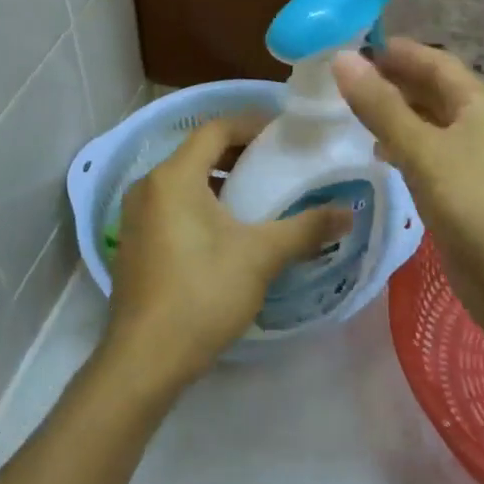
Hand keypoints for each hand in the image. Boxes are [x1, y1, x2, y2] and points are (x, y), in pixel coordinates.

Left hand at [101, 116, 351, 392]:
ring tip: (259, 195)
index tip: (285, 134)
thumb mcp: (260, 257)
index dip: (251, 124)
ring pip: (183, 180)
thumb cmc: (202, 294)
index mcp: (174, 176)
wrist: (145, 359)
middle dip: (239, 152)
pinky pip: (171, 204)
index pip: (215, 128)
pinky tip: (227, 229)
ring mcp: (136, 215)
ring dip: (220, 180)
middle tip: (278, 163)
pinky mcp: (134, 241)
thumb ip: (306, 228)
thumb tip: (349, 212)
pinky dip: (200, 202)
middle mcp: (148, 185)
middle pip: (198, 152)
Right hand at [332, 39, 483, 355]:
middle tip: (343, 77)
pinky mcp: (466, 192)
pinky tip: (379, 154)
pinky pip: (430, 155)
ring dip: (395, 113)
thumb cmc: (475, 206)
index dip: (397, 50)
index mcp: (480, 104)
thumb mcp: (422, 151)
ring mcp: (475, 160)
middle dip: (392, 80)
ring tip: (352, 109)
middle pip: (433, 90)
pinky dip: (403, 146)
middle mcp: (481, 125)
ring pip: (429, 123)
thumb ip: (381, 106)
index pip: (435, 61)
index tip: (353, 45)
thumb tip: (342, 60)